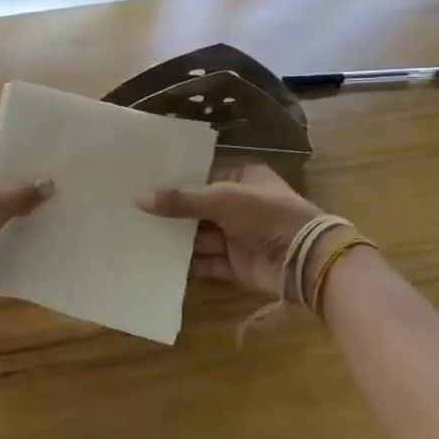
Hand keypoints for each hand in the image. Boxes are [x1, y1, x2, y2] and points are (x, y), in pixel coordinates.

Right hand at [135, 163, 324, 297]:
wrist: (306, 259)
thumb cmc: (267, 215)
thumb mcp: (222, 199)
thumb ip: (180, 200)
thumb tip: (138, 198)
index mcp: (243, 178)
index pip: (202, 175)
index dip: (175, 179)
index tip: (142, 180)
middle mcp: (239, 206)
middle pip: (197, 207)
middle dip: (170, 211)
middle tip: (132, 209)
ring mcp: (237, 236)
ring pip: (198, 236)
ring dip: (174, 238)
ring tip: (138, 234)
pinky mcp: (235, 264)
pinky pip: (205, 261)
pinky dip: (186, 262)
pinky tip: (157, 260)